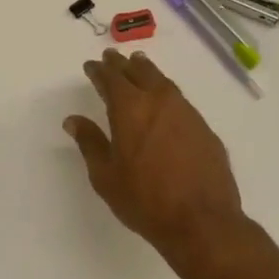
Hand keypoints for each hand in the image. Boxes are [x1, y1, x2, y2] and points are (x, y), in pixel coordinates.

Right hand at [64, 49, 249, 269]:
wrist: (202, 222)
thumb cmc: (145, 201)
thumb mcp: (106, 176)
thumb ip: (90, 143)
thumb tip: (73, 119)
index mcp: (130, 109)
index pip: (111, 80)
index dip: (99, 71)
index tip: (91, 65)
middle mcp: (160, 102)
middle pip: (139, 72)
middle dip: (123, 64)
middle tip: (113, 57)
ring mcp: (187, 113)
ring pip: (163, 82)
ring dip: (147, 71)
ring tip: (139, 65)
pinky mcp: (204, 128)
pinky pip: (180, 100)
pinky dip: (166, 92)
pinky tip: (165, 101)